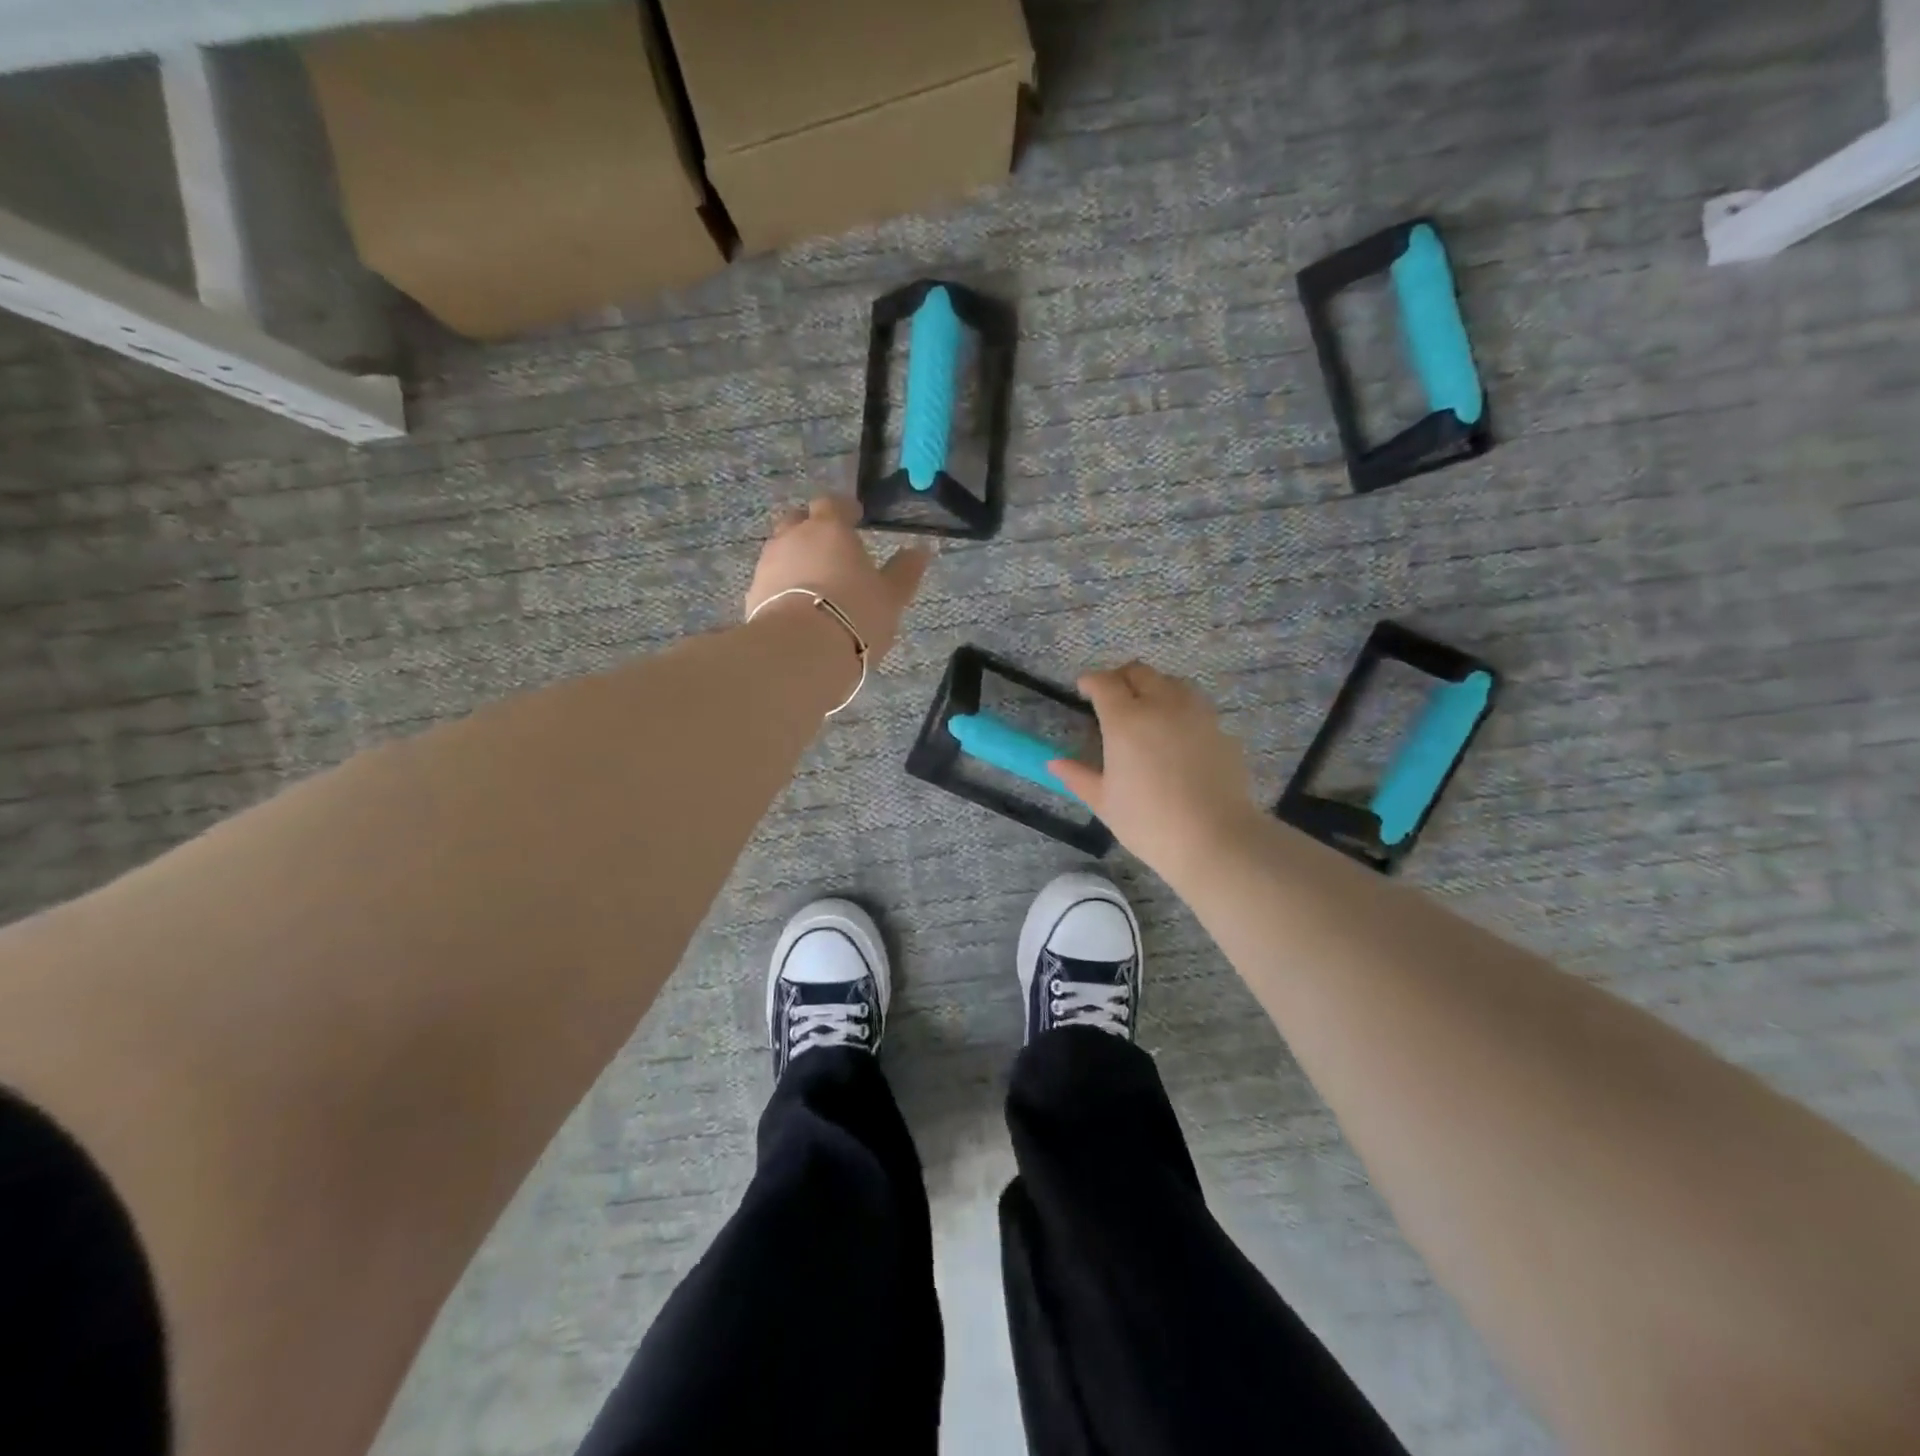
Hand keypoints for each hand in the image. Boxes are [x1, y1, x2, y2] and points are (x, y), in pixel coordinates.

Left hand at [746, 496, 930, 662]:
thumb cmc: (855, 614)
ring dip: (795, 560)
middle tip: (829, 548)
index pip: (832, 503)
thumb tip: (920, 550)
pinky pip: (770, 582)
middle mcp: (792, 538)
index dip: (844, 508)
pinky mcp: (752, 595)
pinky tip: (797, 609)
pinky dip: (782, 588)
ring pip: (780, 551)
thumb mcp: (891, 596)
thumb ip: (904, 571)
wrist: (801, 651)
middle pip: (797, 521)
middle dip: (811, 529)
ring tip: (814, 584)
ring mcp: (767, 565)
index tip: (855, 518)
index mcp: (829, 528)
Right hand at [1050, 663, 1262, 883]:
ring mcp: (1196, 715)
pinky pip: (1196, 707)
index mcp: (1125, 720)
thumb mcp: (1104, 802)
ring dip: (1154, 687)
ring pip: (1172, 683)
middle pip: (1140, 672)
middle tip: (1112, 697)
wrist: (1214, 839)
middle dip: (1121, 678)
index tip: (1083, 689)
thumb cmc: (1148, 822)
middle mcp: (1162, 706)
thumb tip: (1055, 763)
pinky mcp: (1221, 730)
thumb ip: (1078, 776)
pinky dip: (1180, 709)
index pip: (1104, 683)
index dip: (1090, 681)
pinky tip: (1177, 735)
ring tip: (1147, 709)